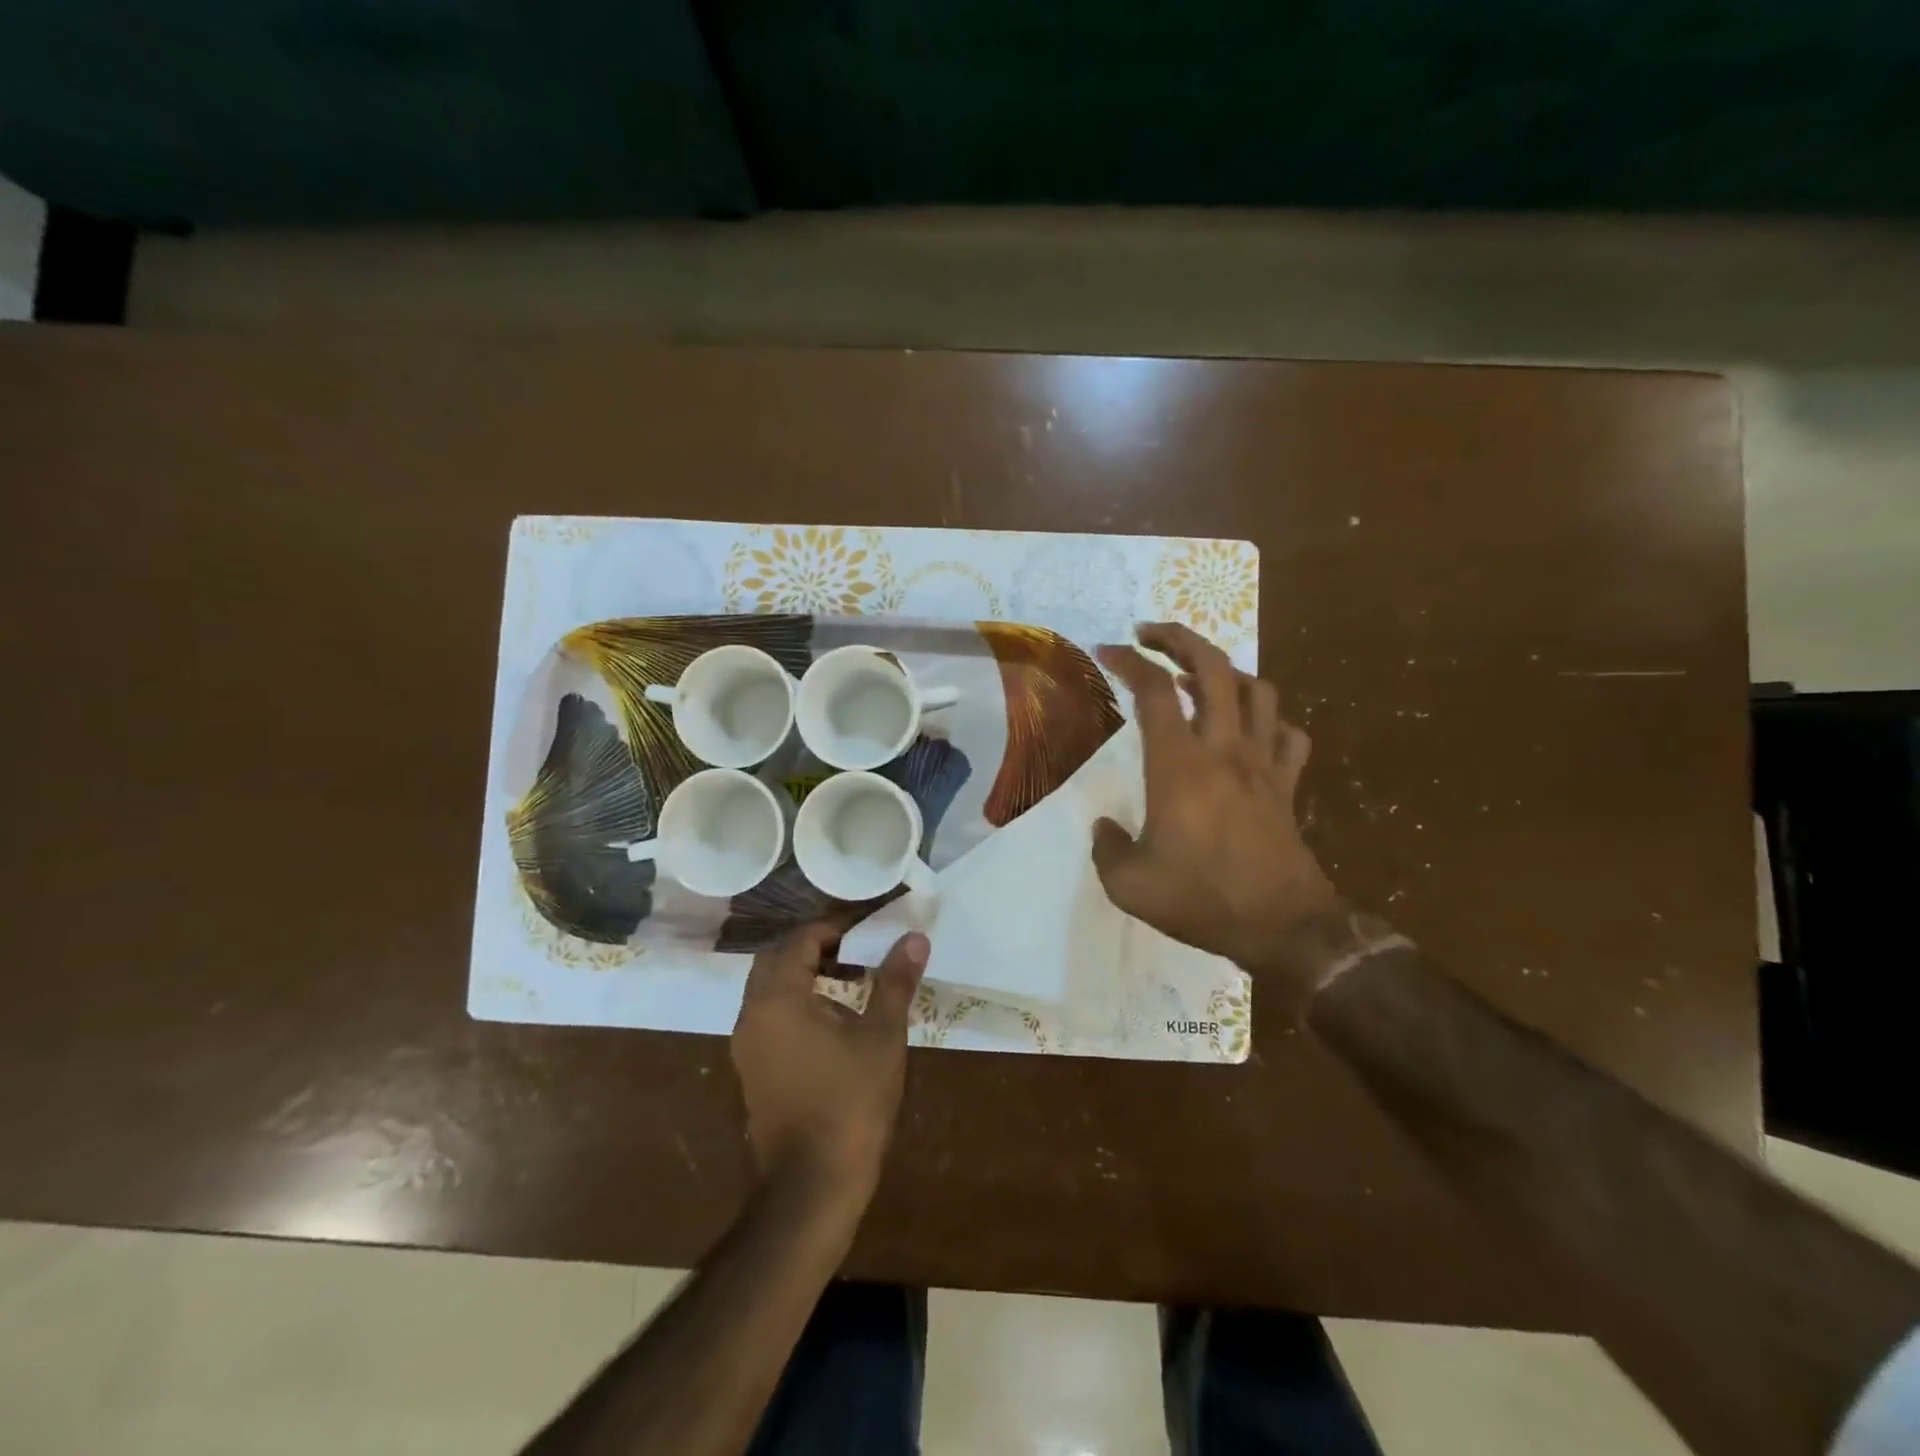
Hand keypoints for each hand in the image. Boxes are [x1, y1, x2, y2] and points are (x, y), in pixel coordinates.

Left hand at [731, 922, 927, 1204]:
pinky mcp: (753, 1069)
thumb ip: (895, 981)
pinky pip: (770, 1015)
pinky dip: (796, 1001)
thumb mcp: (881, 1036)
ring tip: (851, 977)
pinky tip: (833, 1017)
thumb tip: (914, 938)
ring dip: (804, 974)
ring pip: (770, 988)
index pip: (800, 939)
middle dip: (815, 947)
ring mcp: (747, 1044)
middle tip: (857, 948)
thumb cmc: (849, 1103)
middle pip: (777, 959)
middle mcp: (752, 1014)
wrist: (812, 1186)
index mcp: (778, 998)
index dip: (834, 927)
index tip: (867, 928)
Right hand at [1094, 623, 1347, 999]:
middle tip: (1150, 634)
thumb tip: (1105, 827)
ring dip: (1226, 672)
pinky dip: (1270, 720)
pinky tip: (1251, 730)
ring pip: (1257, 690)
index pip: (1153, 691)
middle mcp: (1224, 750)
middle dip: (1180, 637)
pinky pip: (1289, 734)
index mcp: (1179, 766)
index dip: (1128, 661)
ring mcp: (1263, 763)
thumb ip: (1107, 849)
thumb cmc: (1202, 899)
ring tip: (1197, 678)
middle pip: (1213, 667)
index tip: (1106, 650)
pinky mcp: (1288, 784)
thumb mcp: (1130, 886)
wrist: (1283, 927)